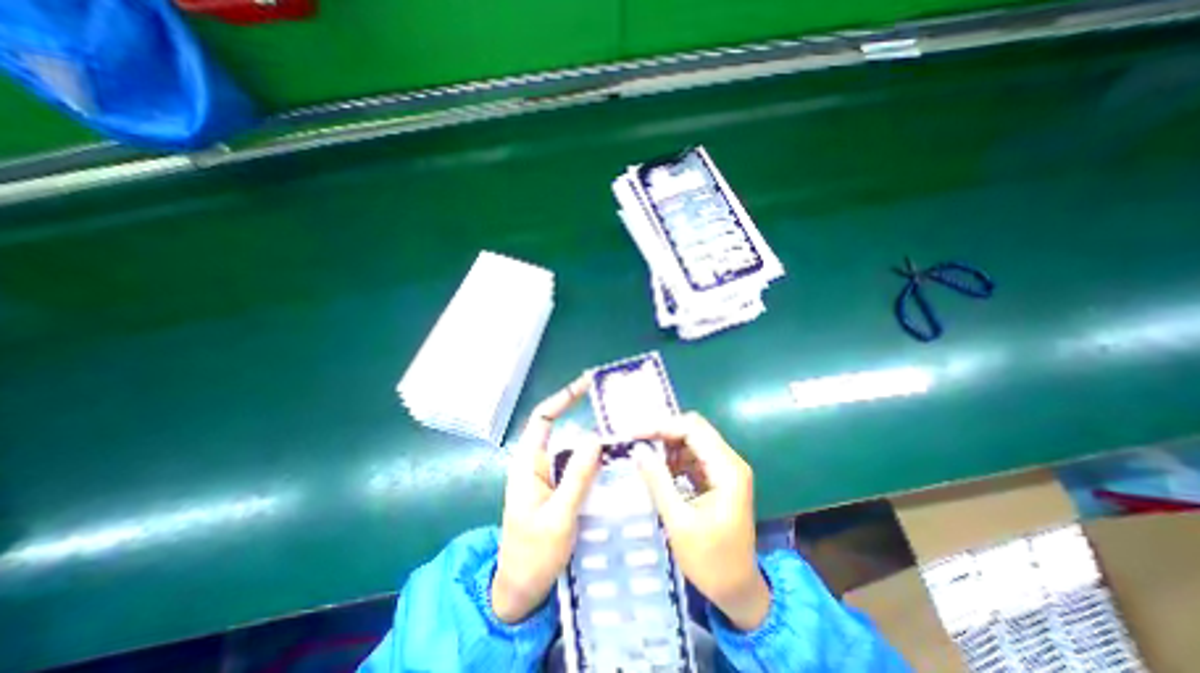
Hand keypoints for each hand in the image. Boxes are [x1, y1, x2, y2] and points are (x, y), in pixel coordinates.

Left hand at [491, 375, 599, 623]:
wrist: (521, 592)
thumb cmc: (532, 555)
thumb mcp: (558, 516)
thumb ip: (577, 477)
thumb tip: (596, 437)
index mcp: (528, 463)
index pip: (543, 417)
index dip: (563, 397)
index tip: (587, 384)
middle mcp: (538, 463)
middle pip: (562, 429)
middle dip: (586, 416)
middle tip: (616, 410)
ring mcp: (550, 477)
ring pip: (574, 449)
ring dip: (595, 441)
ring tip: (623, 433)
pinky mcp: (560, 489)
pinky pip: (579, 467)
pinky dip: (596, 460)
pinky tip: (616, 462)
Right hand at [636, 410, 766, 629]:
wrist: (738, 591)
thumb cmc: (710, 561)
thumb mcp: (679, 522)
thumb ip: (658, 481)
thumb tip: (638, 450)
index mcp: (727, 470)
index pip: (693, 429)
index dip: (662, 426)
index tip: (635, 434)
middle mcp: (730, 462)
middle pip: (694, 429)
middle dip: (663, 432)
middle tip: (636, 442)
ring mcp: (726, 469)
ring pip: (693, 440)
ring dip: (668, 445)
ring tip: (644, 456)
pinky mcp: (720, 477)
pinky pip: (694, 455)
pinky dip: (675, 458)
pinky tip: (660, 470)